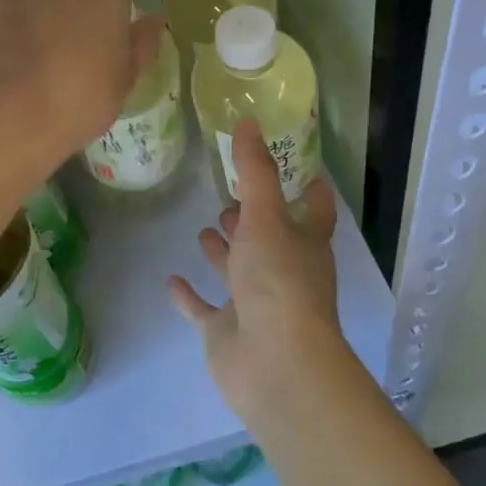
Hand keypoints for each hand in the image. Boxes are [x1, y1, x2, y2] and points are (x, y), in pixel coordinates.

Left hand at [0, 0, 162, 181]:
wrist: (3, 114)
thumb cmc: (77, 98)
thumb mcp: (123, 80)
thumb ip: (139, 44)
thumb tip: (150, 22)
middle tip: (73, 38)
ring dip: (39, 5)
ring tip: (34, 52)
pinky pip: (3, 3)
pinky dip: (7, 20)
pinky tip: (6, 57)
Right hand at [170, 121, 351, 425]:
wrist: (275, 364)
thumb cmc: (279, 282)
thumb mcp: (266, 217)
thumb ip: (255, 172)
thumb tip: (248, 121)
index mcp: (303, 245)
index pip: (314, 211)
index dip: (310, 191)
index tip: (300, 169)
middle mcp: (283, 272)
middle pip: (269, 240)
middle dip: (252, 220)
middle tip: (228, 198)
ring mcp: (253, 304)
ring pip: (238, 272)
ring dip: (224, 253)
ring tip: (205, 229)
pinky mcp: (226, 332)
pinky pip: (204, 310)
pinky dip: (190, 297)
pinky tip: (172, 280)